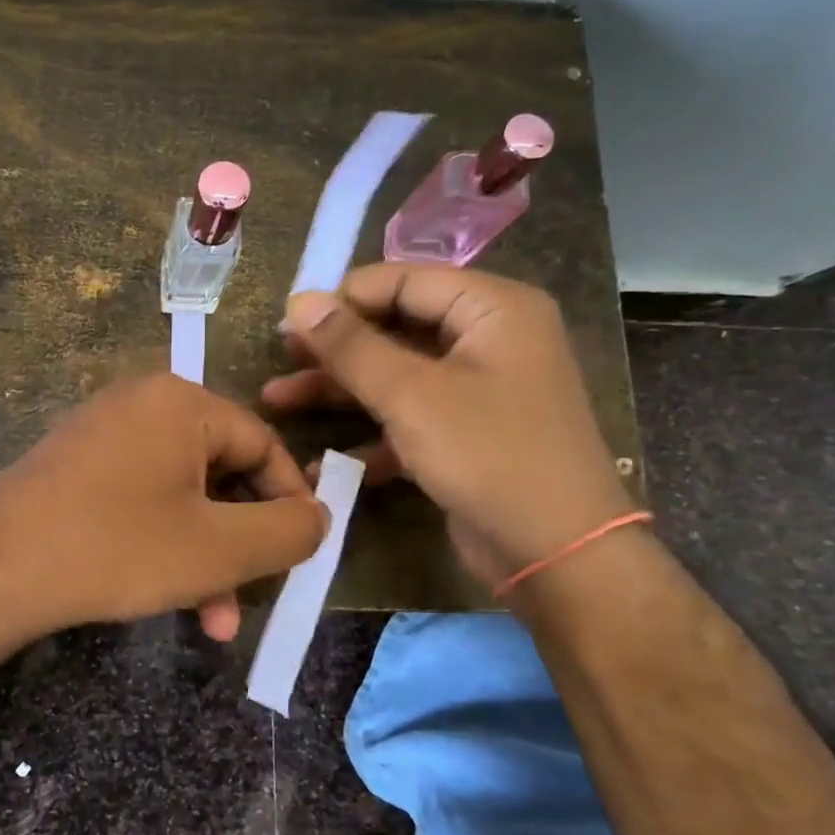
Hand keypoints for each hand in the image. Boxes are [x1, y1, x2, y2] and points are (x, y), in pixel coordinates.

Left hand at [0, 373, 328, 641]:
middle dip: (240, 543)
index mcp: (181, 402)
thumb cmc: (117, 549)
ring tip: (211, 619)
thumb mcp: (219, 548)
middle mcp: (142, 403)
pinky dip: (162, 542)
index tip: (300, 554)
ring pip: (180, 494)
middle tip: (251, 596)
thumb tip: (318, 516)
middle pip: (221, 472)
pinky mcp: (76, 464)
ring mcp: (103, 432)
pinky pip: (140, 497)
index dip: (290, 503)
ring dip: (204, 556)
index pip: (263, 445)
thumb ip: (288, 531)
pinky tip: (165, 594)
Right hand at [262, 264, 633, 587]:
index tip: (289, 322)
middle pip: (395, 327)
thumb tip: (300, 302)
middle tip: (280, 359)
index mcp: (492, 308)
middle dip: (335, 347)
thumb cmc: (489, 455)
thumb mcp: (412, 395)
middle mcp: (488, 339)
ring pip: (395, 375)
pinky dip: (369, 435)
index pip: (403, 280)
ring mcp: (477, 390)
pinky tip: (322, 462)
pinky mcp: (464, 435)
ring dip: (339, 390)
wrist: (557, 554)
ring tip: (276, 400)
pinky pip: (408, 418)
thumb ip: (352, 346)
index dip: (343, 297)